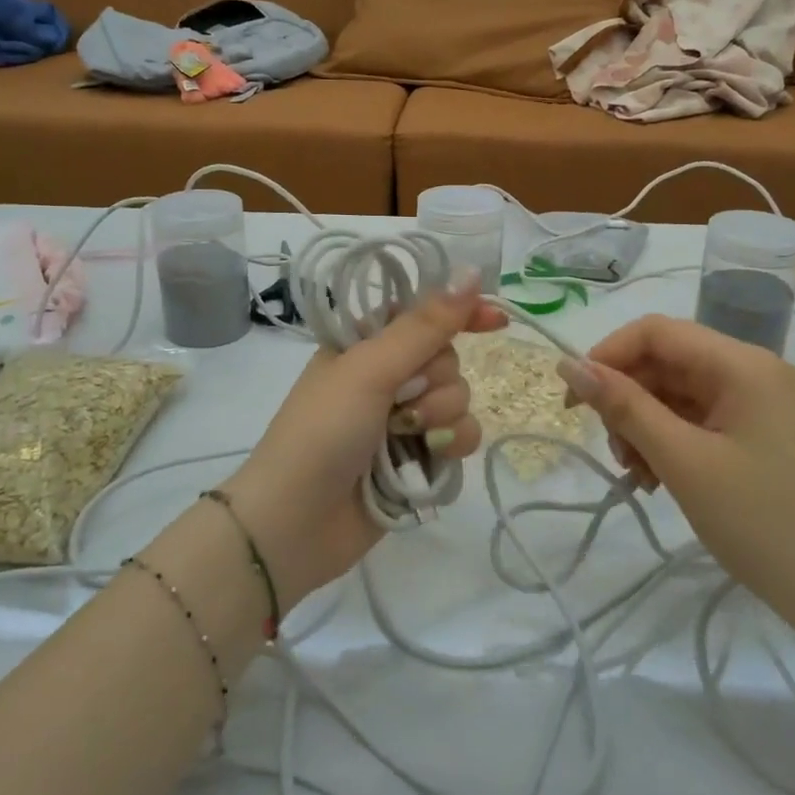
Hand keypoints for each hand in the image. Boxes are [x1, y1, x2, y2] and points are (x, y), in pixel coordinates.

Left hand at [223, 271, 506, 608]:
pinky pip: (461, 436)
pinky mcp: (420, 458)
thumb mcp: (369, 368)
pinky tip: (430, 457)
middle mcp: (387, 377)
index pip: (424, 314)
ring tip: (407, 437)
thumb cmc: (323, 431)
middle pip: (447, 358)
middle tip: (402, 400)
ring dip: (442, 415)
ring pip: (459, 398)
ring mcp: (404, 419)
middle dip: (436, 380)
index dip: (461, 313)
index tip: (497, 321)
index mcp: (366, 344)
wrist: (297, 521)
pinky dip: (451, 444)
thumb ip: (424, 325)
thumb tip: (471, 273)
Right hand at [557, 316, 794, 625]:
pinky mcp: (762, 436)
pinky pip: (700, 421)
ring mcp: (761, 405)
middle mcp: (754, 372)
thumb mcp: (682, 461)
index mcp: (742, 365)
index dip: (607, 355)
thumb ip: (623, 406)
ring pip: (679, 394)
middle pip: (667, 362)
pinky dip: (670, 443)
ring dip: (645, 426)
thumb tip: (568, 365)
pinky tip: (657, 481)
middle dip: (628, 399)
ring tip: (637, 475)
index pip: (656, 332)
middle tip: (613, 451)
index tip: (574, 399)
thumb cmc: (763, 523)